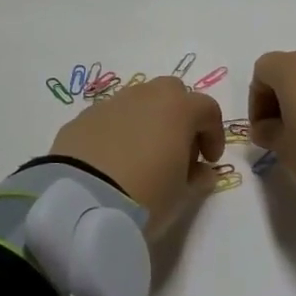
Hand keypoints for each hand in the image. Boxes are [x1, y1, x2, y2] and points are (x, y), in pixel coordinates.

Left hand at [51, 76, 224, 238]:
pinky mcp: (81, 118)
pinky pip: (109, 118)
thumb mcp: (181, 195)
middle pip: (171, 93)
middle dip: (179, 116)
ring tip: (142, 158)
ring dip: (146, 122)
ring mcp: (109, 104)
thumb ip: (196, 178)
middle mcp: (144, 96)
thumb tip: (201, 172)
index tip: (209, 160)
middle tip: (177, 151)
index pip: (207, 108)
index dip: (213, 134)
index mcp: (176, 108)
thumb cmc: (145, 196)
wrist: (81, 202)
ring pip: (137, 102)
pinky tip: (112, 162)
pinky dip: (118, 132)